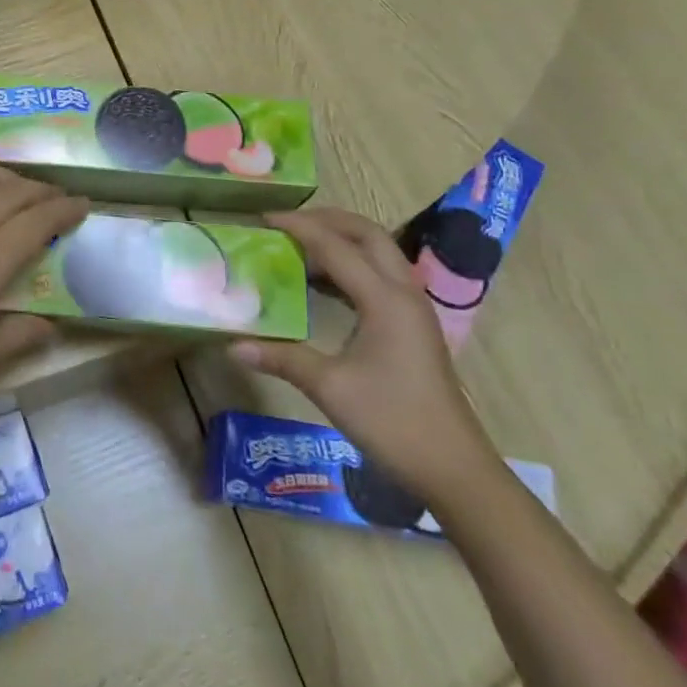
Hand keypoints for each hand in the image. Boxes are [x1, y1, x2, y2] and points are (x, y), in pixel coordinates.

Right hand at [229, 207, 497, 506]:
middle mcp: (403, 293)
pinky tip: (322, 285)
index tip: (264, 218)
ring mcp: (413, 309)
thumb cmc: (392, 423)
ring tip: (300, 246)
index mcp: (385, 300)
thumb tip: (233, 345)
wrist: (454, 468)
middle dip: (328, 220)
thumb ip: (282, 358)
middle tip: (287, 224)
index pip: (337, 247)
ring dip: (342, 241)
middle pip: (368, 235)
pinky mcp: (413, 325)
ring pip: (378, 253)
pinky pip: (381, 276)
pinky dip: (351, 266)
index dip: (299, 228)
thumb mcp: (330, 388)